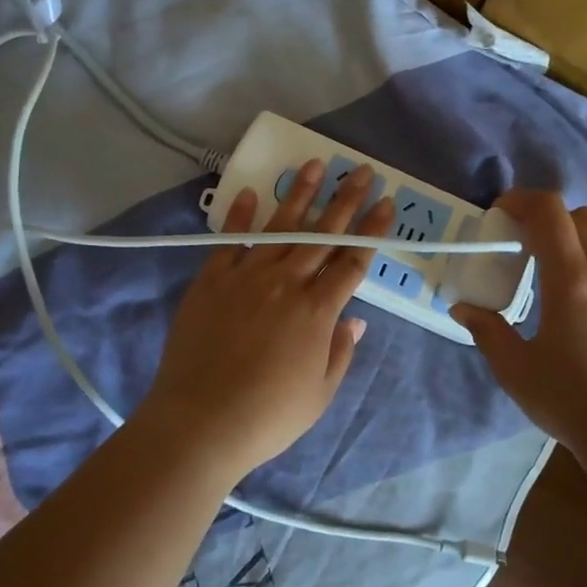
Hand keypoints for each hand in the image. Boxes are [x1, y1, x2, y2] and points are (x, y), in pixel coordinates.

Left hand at [138, 159, 392, 478]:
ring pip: (280, 227)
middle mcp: (286, 283)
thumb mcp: (320, 393)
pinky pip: (230, 240)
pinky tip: (253, 192)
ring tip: (316, 164)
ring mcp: (246, 276)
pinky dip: (241, 215)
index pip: (353, 261)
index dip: (372, 231)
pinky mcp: (211, 280)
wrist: (200, 422)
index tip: (386, 203)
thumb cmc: (268, 416)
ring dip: (301, 194)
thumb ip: (341, 351)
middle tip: (362, 170)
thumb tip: (356, 319)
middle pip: (322, 234)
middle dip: (346, 200)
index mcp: (317, 310)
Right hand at [452, 191, 586, 456]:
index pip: (550, 212)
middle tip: (517, 239)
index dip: (520, 200)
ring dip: (568, 235)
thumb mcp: (516, 369)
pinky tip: (568, 293)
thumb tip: (463, 307)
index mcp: (572, 281)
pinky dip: (585, 256)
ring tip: (541, 266)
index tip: (497, 213)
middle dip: (545, 216)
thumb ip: (486, 330)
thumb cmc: (572, 401)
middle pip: (579, 214)